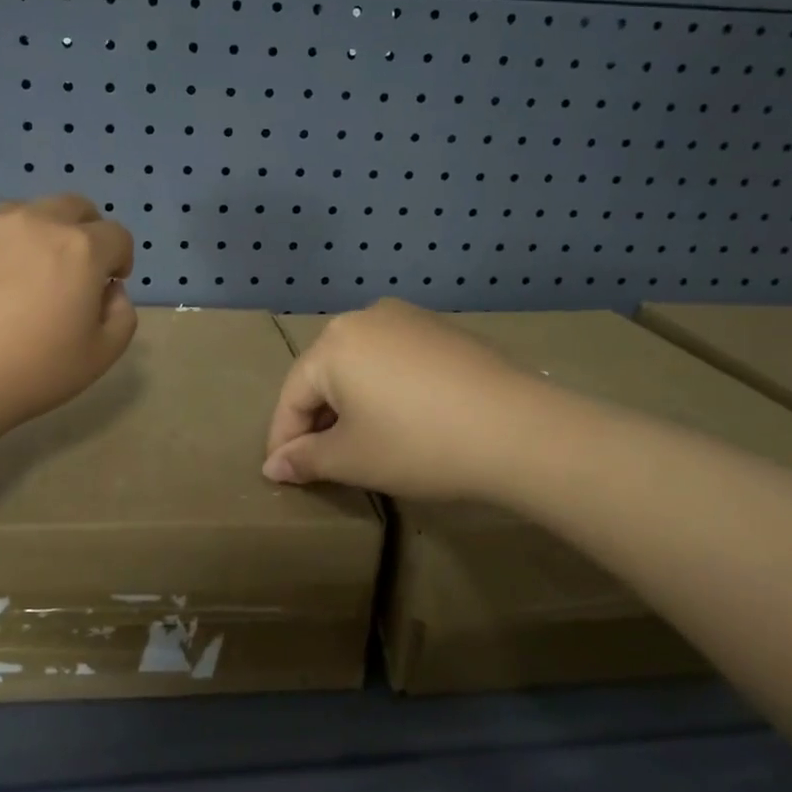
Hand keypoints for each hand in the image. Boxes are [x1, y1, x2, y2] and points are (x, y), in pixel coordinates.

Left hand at [0, 194, 136, 438]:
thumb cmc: (30, 373)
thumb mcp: (100, 356)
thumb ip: (122, 314)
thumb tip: (109, 290)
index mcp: (79, 248)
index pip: (117, 235)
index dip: (120, 260)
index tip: (107, 286)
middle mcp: (34, 222)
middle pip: (74, 207)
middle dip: (85, 231)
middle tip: (73, 270)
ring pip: (25, 212)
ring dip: (38, 234)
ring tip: (22, 276)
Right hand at [263, 299, 527, 501]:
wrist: (518, 429)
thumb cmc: (418, 444)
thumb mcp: (352, 459)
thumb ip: (305, 459)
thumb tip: (273, 466)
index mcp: (333, 344)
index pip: (293, 396)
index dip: (283, 439)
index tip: (280, 473)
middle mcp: (365, 318)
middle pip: (325, 374)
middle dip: (318, 419)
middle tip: (320, 461)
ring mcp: (409, 318)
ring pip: (361, 364)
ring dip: (352, 403)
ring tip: (360, 441)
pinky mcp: (443, 330)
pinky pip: (396, 359)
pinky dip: (386, 389)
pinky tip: (403, 418)